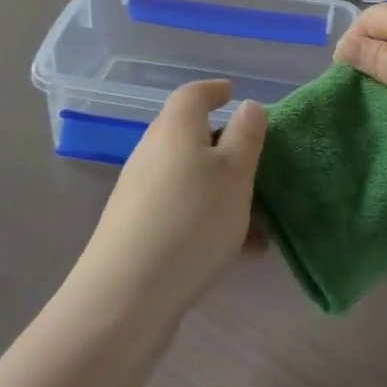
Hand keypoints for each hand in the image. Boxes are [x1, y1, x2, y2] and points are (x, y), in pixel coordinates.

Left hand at [72, 80, 266, 325]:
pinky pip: (182, 210)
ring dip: (223, 189)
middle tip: (256, 158)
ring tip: (260, 218)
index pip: (193, 94)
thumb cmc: (191, 220)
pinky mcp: (138, 229)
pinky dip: (209, 218)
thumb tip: (247, 105)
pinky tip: (240, 252)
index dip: (214, 90)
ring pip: (190, 178)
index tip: (233, 93)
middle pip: (190, 135)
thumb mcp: (234, 173)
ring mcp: (141, 192)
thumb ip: (246, 136)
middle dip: (224, 144)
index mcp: (175, 127)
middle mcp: (153, 152)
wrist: (126, 296)